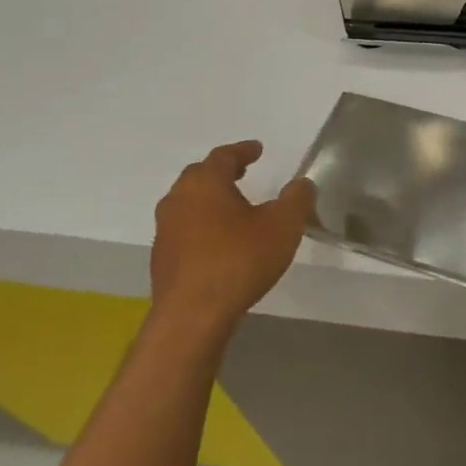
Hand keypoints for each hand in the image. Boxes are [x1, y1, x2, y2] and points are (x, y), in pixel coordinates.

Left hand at [149, 141, 315, 342]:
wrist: (193, 316)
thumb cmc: (239, 260)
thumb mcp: (283, 226)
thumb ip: (297, 199)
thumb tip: (303, 183)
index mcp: (205, 183)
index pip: (223, 156)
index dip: (243, 151)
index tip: (257, 149)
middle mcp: (178, 200)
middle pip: (200, 177)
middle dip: (222, 173)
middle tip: (242, 173)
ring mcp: (165, 231)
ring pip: (189, 204)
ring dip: (211, 201)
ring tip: (234, 209)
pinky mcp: (163, 259)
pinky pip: (185, 231)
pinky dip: (203, 227)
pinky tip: (220, 243)